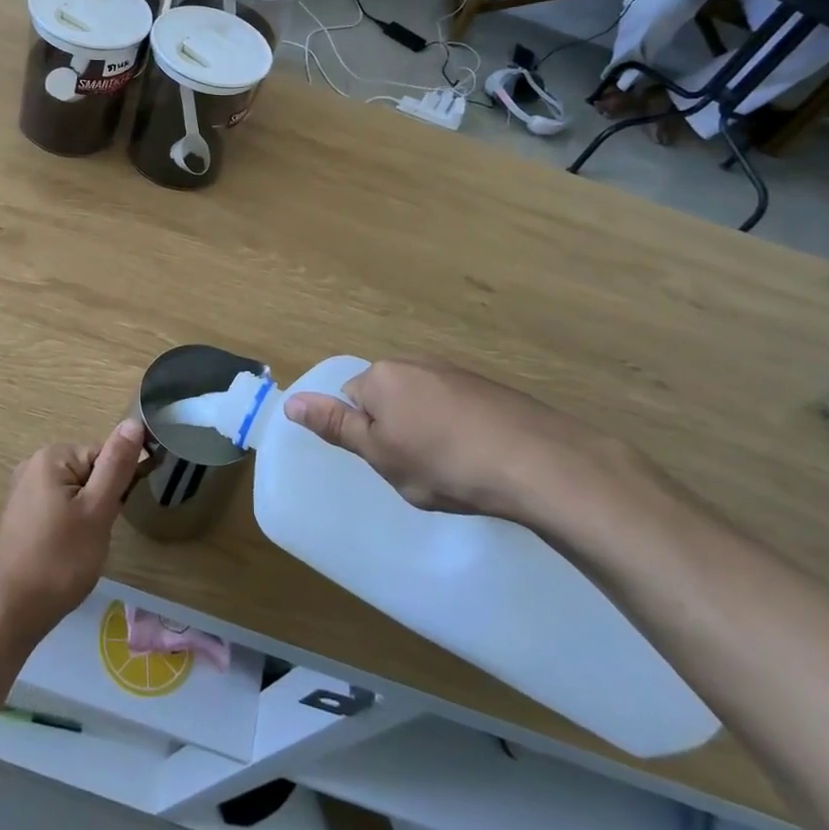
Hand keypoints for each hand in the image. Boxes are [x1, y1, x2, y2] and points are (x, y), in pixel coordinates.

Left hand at [0, 420, 145, 646]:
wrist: (10, 612)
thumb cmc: (59, 559)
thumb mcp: (97, 510)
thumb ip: (117, 464)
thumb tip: (134, 421)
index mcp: (52, 456)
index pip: (105, 455)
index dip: (117, 486)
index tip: (111, 516)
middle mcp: (33, 465)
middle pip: (90, 472)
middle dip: (102, 502)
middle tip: (95, 535)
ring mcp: (24, 490)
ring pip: (77, 493)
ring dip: (88, 516)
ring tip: (80, 546)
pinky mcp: (22, 515)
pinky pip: (60, 507)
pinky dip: (70, 526)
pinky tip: (66, 551)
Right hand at [282, 357, 644, 523]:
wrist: (538, 462)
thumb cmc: (444, 463)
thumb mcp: (380, 454)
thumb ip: (336, 426)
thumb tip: (290, 402)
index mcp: (381, 376)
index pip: (350, 399)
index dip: (365, 434)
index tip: (389, 461)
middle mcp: (415, 363)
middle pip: (387, 396)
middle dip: (395, 428)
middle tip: (416, 467)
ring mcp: (456, 371)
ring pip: (423, 402)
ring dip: (428, 428)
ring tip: (452, 466)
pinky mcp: (490, 386)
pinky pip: (456, 406)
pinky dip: (459, 428)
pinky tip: (479, 456)